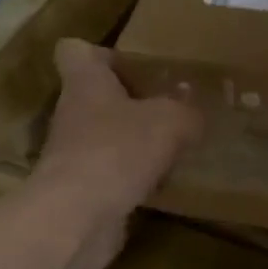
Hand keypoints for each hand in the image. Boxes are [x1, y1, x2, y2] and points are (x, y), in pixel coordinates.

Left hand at [33, 40, 201, 261]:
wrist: (77, 218)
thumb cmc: (118, 150)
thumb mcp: (170, 121)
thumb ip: (186, 112)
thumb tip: (193, 115)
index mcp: (85, 82)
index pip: (75, 50)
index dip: (101, 52)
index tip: (132, 63)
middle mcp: (73, 114)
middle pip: (97, 96)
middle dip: (131, 101)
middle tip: (170, 107)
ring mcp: (73, 155)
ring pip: (106, 137)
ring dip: (134, 142)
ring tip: (174, 146)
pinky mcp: (81, 191)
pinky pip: (112, 174)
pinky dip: (134, 177)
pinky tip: (163, 183)